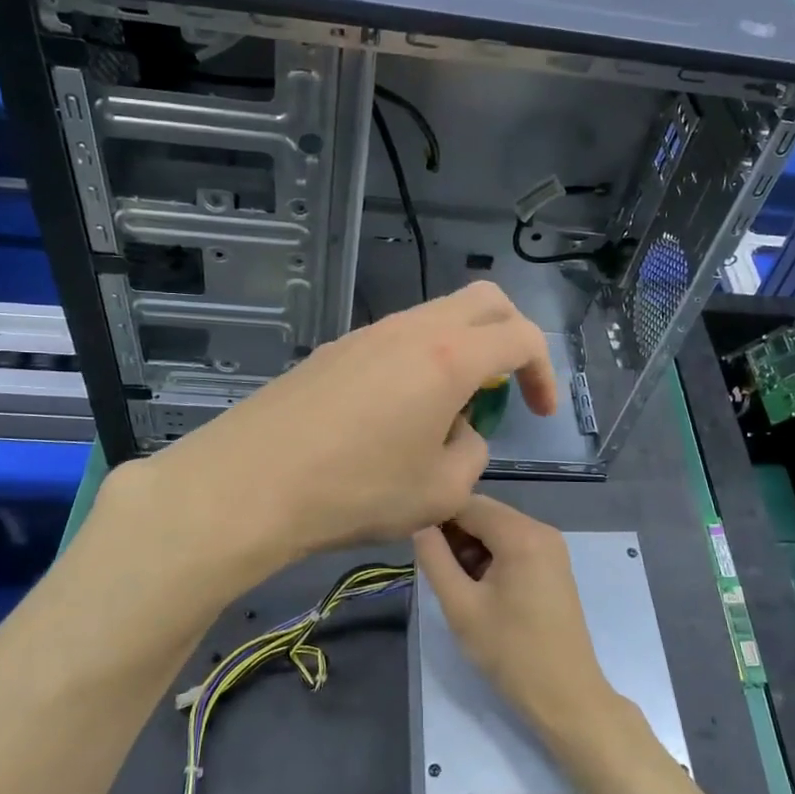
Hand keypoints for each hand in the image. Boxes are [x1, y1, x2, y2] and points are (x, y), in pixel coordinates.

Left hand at [160, 282, 558, 560]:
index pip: (521, 337)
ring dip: (461, 351)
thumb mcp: (441, 491)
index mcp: (449, 357)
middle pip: (483, 302)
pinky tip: (397, 415)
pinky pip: (397, 340)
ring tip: (447, 411)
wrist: (251, 483)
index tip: (539, 412)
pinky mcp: (335, 350)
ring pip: (436, 318)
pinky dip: (420, 362)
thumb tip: (460, 431)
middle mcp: (412, 330)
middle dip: (510, 337)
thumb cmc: (357, 490)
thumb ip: (472, 452)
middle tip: (504, 387)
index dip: (543, 372)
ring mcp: (368, 334)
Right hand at [413, 495, 615, 740]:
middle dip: (455, 534)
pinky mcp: (554, 565)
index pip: (468, 503)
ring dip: (472, 547)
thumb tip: (419, 526)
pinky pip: (514, 545)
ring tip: (455, 583)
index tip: (415, 543)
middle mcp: (542, 530)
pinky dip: (492, 557)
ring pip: (498, 530)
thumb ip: (435, 559)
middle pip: (485, 514)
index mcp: (522, 534)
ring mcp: (552, 547)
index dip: (437, 517)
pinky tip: (478, 588)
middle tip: (435, 569)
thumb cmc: (510, 651)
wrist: (566, 695)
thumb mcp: (461, 606)